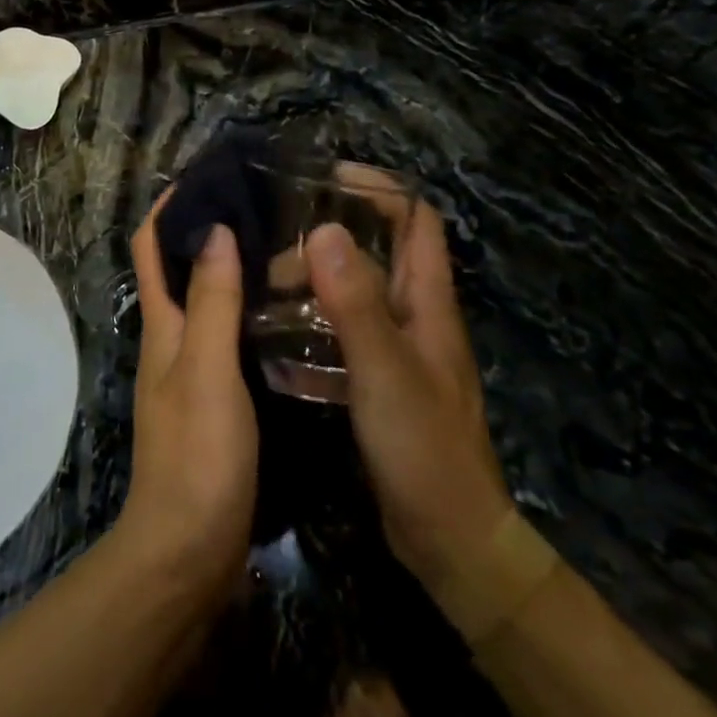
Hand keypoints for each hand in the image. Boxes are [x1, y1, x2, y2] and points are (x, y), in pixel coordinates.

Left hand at [119, 198, 257, 599]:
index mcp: (164, 325)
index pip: (153, 247)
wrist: (190, 552)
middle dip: (208, 228)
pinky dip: (249, 309)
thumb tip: (214, 230)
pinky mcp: (218, 397)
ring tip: (284, 242)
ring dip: (233, 267)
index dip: (170, 207)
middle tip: (262, 203)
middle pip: (182, 267)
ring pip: (209, 300)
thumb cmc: (198, 456)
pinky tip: (287, 308)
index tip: (207, 175)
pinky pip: (230, 335)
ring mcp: (195, 369)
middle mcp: (174, 338)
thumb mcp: (207, 371)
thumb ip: (212, 303)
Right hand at [307, 168, 513, 600]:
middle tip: (278, 236)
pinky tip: (277, 334)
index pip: (416, 220)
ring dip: (319, 278)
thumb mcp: (384, 369)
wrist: (450, 539)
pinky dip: (315, 322)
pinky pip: (346, 333)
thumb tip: (322, 230)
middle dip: (335, 231)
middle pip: (381, 250)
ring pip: (358, 292)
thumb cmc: (423, 446)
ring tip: (266, 279)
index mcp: (427, 301)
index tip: (329, 177)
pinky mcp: (381, 381)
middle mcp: (416, 316)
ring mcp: (400, 350)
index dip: (381, 189)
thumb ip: (354, 301)